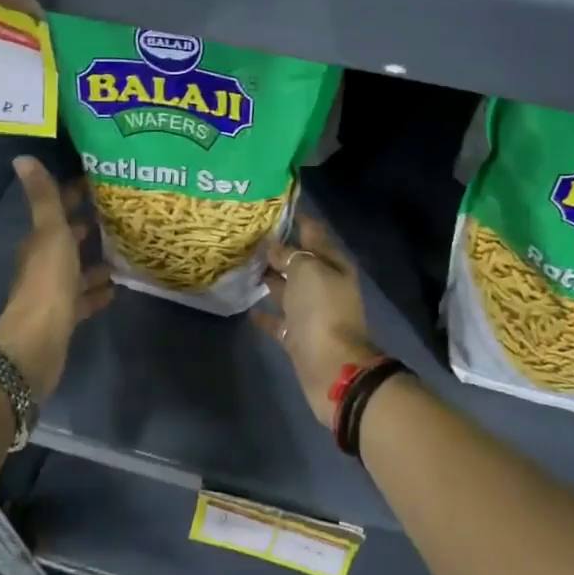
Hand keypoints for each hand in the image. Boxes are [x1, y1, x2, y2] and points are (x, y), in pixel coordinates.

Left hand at [0, 157, 112, 401]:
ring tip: (126, 249)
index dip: (74, 194)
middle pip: (67, 239)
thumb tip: (22, 157)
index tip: (101, 182)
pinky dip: (97, 291)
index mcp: (39, 241)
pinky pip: (84, 298)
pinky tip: (117, 287)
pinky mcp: (65, 316)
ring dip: (96, 260)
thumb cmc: (48, 281)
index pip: (57, 209)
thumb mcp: (51, 233)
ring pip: (77, 269)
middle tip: (121, 212)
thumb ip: (43, 197)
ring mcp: (54, 291)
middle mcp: (43, 263)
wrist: (38, 341)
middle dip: (89, 225)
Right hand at [253, 214, 379, 427]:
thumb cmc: (322, 310)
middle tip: (245, 236)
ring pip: (287, 288)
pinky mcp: (298, 336)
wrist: (332, 367)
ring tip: (240, 265)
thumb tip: (273, 246)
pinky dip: (265, 313)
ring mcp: (311, 312)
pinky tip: (246, 307)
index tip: (269, 207)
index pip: (313, 232)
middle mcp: (324, 284)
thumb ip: (289, 255)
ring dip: (269, 278)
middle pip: (299, 261)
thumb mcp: (307, 271)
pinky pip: (279, 320)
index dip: (295, 218)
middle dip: (277, 249)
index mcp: (332, 264)